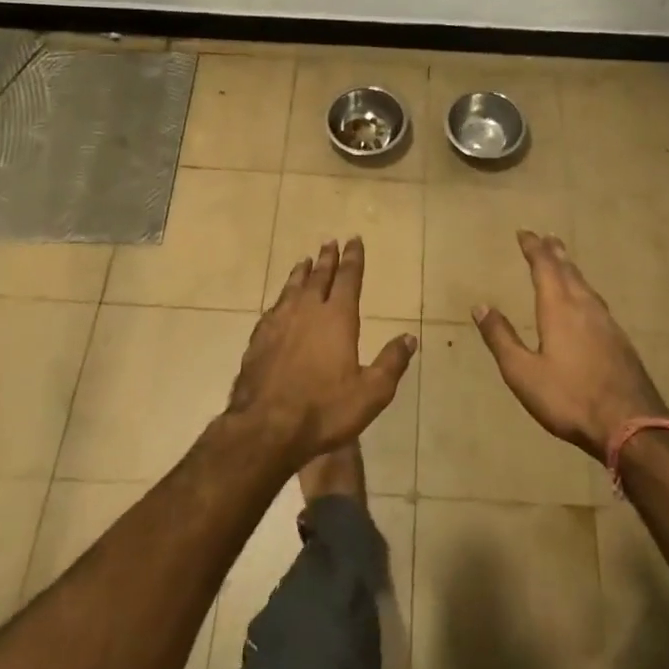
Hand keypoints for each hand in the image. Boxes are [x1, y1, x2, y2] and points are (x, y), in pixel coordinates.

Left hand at [227, 238, 416, 466]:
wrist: (265, 428)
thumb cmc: (324, 410)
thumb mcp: (371, 392)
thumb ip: (391, 362)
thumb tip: (409, 338)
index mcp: (337, 318)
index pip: (348, 278)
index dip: (353, 258)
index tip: (354, 240)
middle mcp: (307, 311)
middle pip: (319, 277)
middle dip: (327, 258)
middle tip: (330, 242)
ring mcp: (279, 323)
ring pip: (292, 288)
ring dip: (301, 273)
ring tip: (305, 261)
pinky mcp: (258, 339)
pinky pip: (274, 308)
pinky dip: (281, 297)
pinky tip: (280, 302)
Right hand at [473, 230, 668, 459]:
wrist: (631, 424)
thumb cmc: (569, 397)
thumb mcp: (522, 373)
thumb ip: (501, 338)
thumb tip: (480, 306)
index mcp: (559, 308)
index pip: (545, 267)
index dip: (534, 248)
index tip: (524, 233)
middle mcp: (584, 307)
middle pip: (569, 271)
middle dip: (555, 253)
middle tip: (548, 237)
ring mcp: (607, 323)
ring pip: (586, 286)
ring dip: (572, 270)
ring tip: (565, 263)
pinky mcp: (620, 340)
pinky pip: (597, 302)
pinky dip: (585, 290)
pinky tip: (587, 303)